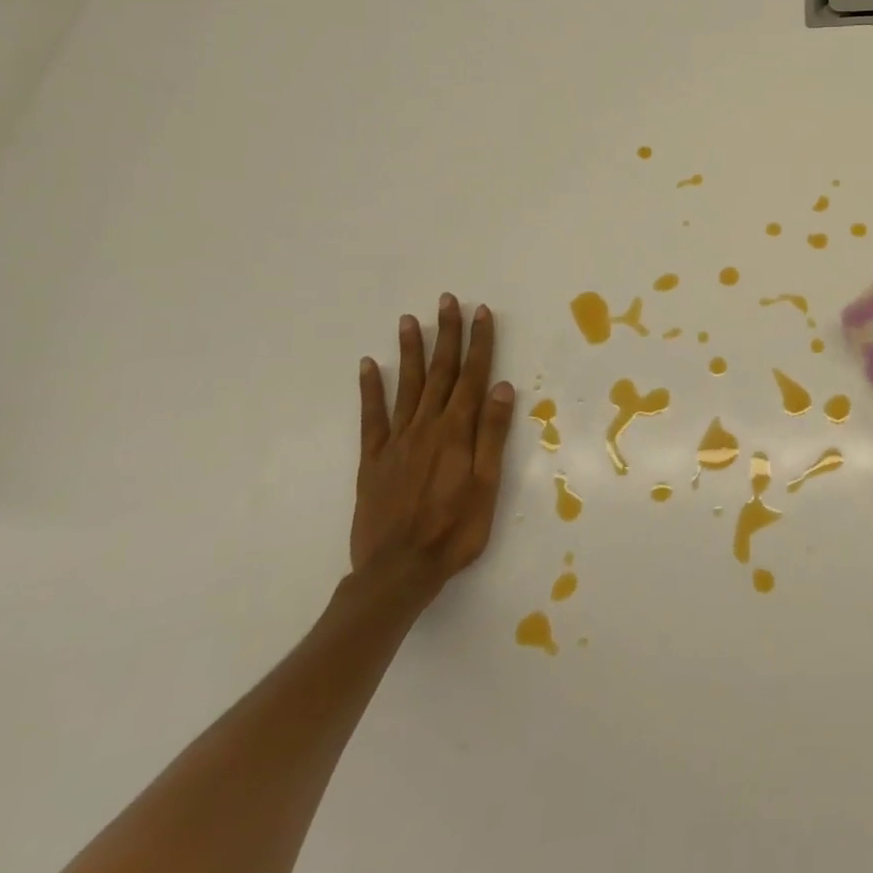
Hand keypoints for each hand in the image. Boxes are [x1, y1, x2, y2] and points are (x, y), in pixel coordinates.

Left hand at [353, 294, 515, 596]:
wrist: (398, 571)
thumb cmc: (455, 530)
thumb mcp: (487, 485)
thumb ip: (492, 434)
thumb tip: (502, 388)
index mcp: (457, 432)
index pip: (473, 377)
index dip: (480, 343)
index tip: (482, 313)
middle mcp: (426, 427)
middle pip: (441, 372)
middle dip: (447, 334)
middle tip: (447, 301)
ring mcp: (396, 441)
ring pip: (408, 386)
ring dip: (412, 351)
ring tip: (410, 319)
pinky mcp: (373, 459)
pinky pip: (371, 416)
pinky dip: (371, 388)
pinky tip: (370, 365)